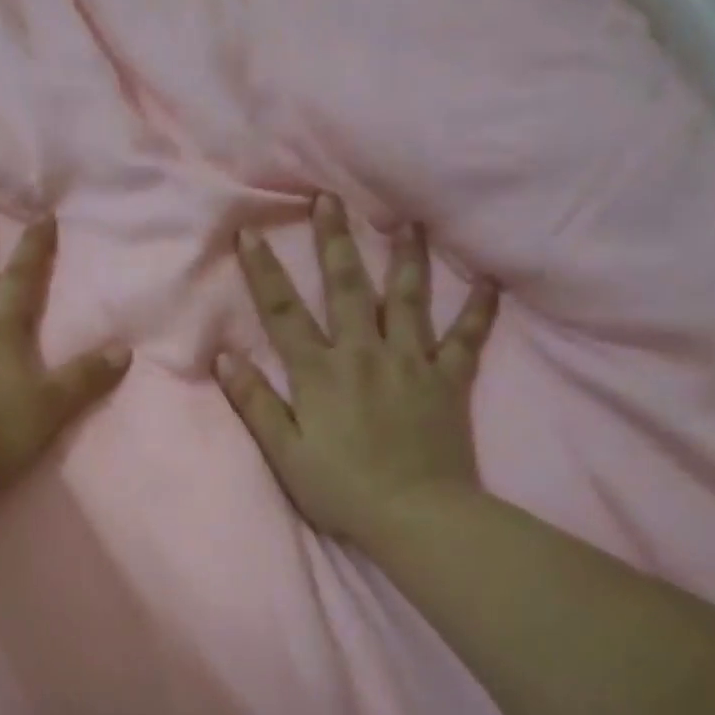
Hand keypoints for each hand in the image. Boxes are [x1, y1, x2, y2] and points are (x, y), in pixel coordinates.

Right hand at [216, 193, 498, 544]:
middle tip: (330, 198)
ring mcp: (412, 362)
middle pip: (347, 287)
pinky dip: (479, 309)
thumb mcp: (286, 453)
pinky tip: (488, 280)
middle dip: (335, 240)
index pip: (284, 313)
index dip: (264, 271)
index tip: (250, 231)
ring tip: (406, 221)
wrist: (416, 516)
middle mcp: (364, 354)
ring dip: (405, 257)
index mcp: (320, 372)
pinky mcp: (449, 380)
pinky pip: (467, 338)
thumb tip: (225, 358)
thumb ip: (256, 403)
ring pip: (407, 299)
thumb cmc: (342, 489)